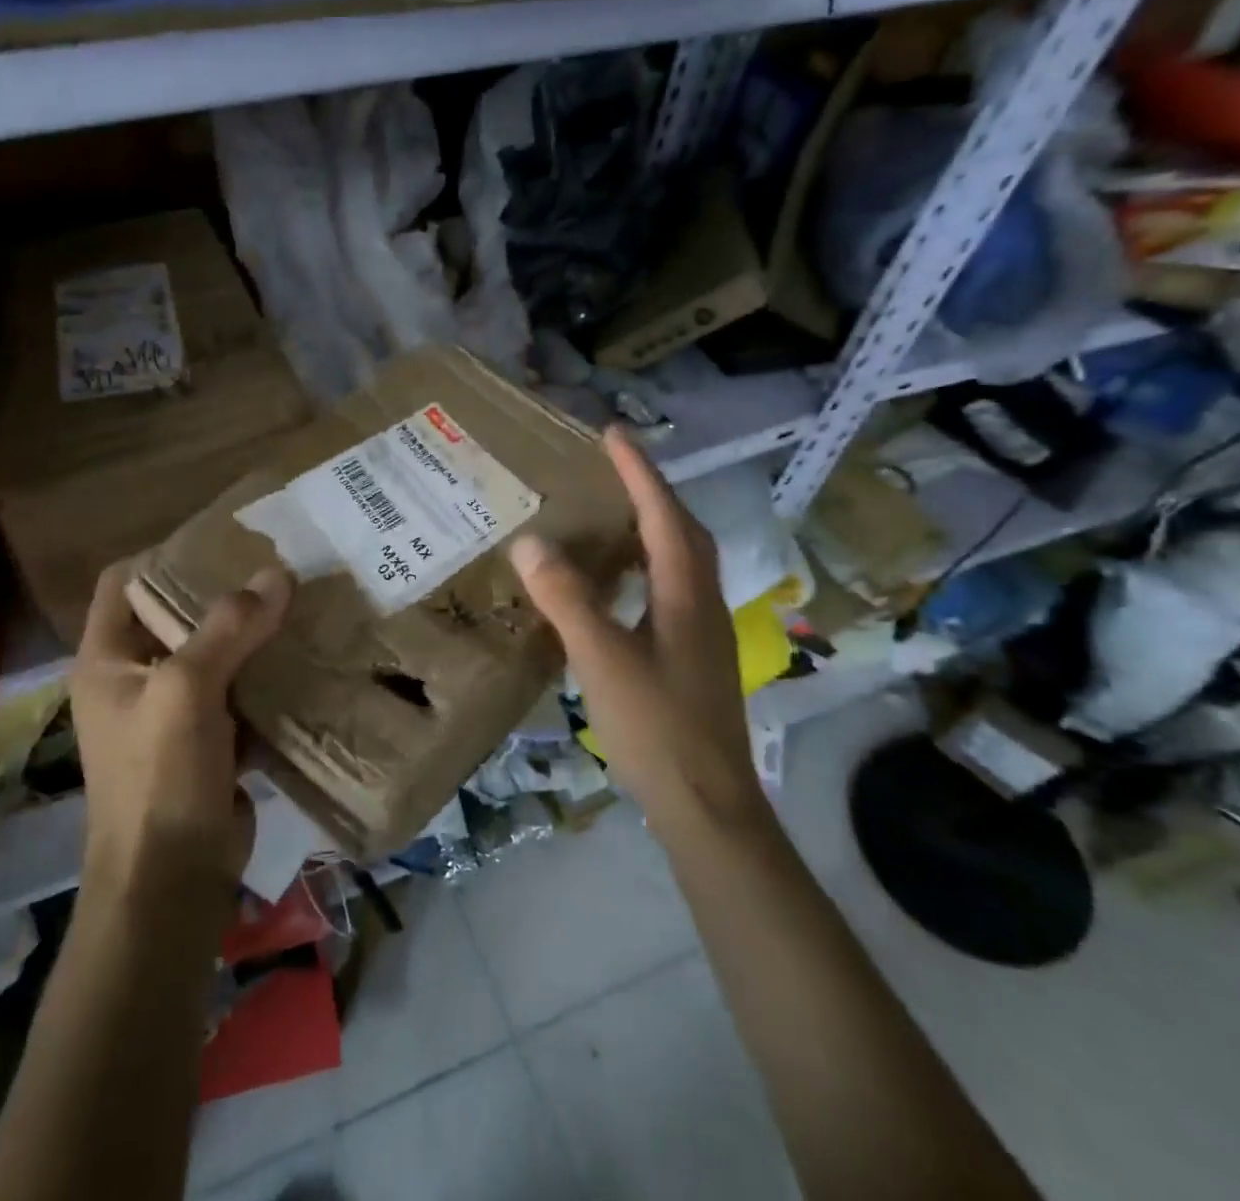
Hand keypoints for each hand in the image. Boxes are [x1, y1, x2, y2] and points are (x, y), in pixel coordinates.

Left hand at [70, 563, 293, 901]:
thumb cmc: (159, 778)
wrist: (171, 883)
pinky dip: (264, 674)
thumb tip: (278, 573)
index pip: (124, 582)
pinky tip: (303, 655)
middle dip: (222, 593)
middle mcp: (135, 677)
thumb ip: (230, 627)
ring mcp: (172, 711)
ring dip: (250, 634)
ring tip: (297, 601)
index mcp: (107, 658)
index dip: (165, 555)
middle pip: (176, 615)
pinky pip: (237, 691)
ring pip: (213, 653)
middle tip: (275, 566)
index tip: (222, 540)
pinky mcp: (208, 739)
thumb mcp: (187, 691)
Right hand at [510, 427, 764, 827]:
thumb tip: (531, 541)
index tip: (612, 433)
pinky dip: (647, 568)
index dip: (639, 472)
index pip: (664, 515)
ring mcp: (701, 633)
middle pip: (684, 532)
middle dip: (651, 492)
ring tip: (615, 514)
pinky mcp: (692, 658)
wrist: (707, 805)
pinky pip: (671, 591)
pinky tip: (619, 587)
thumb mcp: (602, 658)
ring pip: (681, 562)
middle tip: (614, 468)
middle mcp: (701, 604)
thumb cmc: (657, 727)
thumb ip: (568, 599)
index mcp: (685, 594)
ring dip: (653, 528)